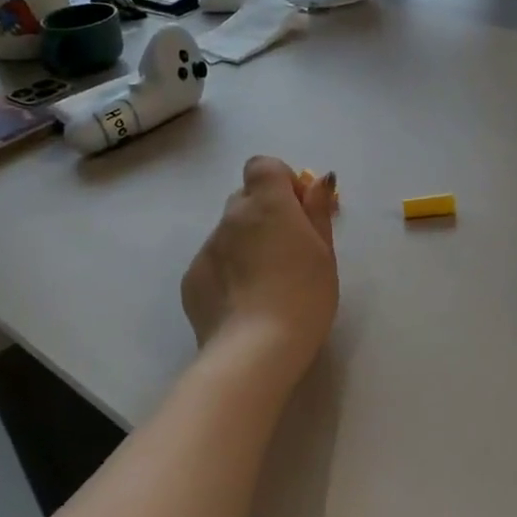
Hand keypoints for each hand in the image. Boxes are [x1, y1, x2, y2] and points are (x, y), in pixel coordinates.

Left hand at [181, 157, 338, 368]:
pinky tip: (243, 301)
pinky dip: (228, 270)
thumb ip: (317, 211)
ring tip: (265, 282)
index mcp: (268, 205)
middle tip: (286, 248)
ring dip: (246, 243)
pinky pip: (213, 260)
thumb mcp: (325, 253)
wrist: (254, 350)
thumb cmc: (304, 296)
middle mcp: (232, 217)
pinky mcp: (192, 277)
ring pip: (228, 231)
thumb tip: (317, 181)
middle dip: (264, 212)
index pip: (263, 166)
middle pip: (245, 198)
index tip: (298, 210)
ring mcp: (208, 247)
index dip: (280, 181)